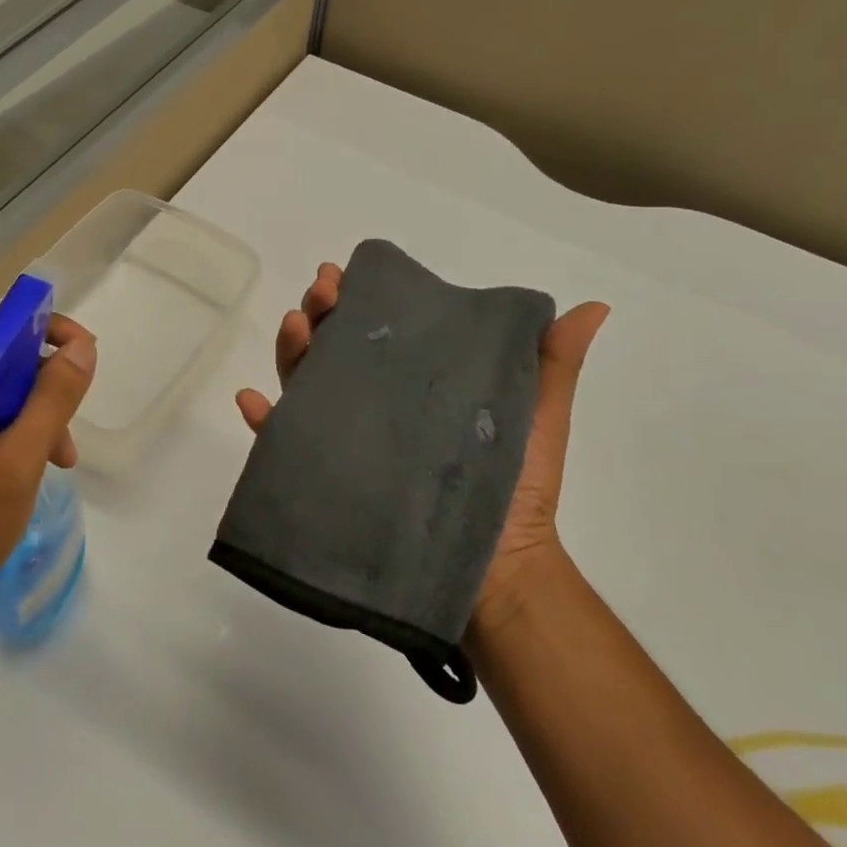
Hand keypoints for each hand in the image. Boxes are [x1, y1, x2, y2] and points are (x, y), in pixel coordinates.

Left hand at [0, 313, 95, 606]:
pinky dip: (11, 429)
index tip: (85, 355)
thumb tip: (81, 348)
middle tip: (69, 428)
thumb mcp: (20, 458)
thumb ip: (52, 397)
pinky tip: (31, 464)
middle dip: (41, 385)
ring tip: (58, 457)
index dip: (45, 331)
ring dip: (31, 412)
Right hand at [235, 265, 608, 628]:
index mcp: (414, 385)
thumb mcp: (536, 419)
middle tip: (319, 292)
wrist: (495, 571)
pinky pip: (285, 446)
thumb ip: (550, 366)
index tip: (346, 275)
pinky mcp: (329, 478)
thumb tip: (595, 308)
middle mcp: (374, 406)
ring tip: (293, 327)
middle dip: (319, 313)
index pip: (378, 332)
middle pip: (333, 349)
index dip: (357, 299)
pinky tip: (251, 400)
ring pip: (305, 386)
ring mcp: (348, 441)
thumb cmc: (515, 490)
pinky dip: (262, 421)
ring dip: (291, 352)